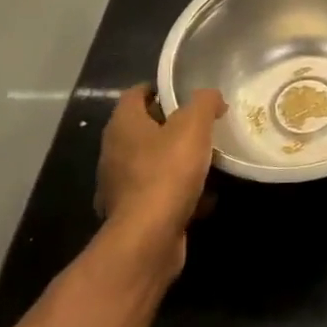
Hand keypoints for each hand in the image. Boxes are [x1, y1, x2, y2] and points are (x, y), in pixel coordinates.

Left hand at [94, 85, 226, 271]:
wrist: (148, 237)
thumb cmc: (167, 171)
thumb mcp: (193, 126)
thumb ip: (204, 103)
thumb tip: (212, 97)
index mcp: (123, 125)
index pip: (135, 94)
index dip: (159, 89)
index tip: (186, 94)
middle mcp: (114, 152)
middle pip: (144, 129)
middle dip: (173, 127)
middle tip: (202, 127)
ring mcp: (120, 186)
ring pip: (152, 164)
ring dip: (177, 162)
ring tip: (207, 163)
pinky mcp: (132, 214)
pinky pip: (158, 194)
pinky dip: (178, 194)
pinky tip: (204, 199)